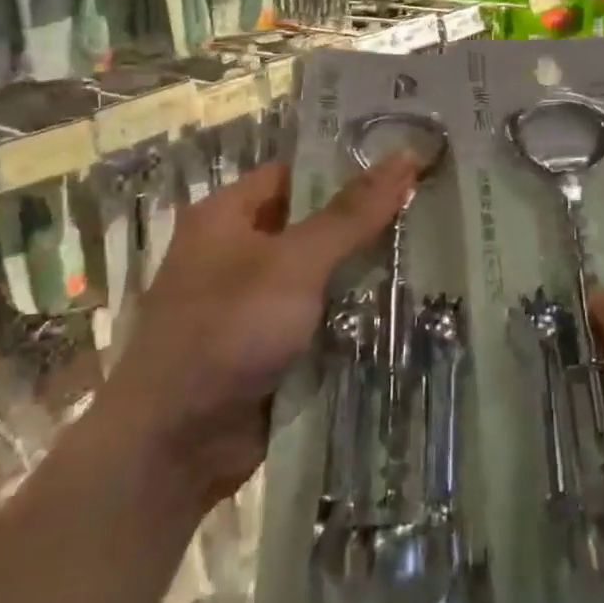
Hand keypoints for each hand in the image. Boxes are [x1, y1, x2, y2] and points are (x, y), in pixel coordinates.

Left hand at [102, 155, 417, 508]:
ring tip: (431, 254)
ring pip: (322, 275)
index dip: (349, 167)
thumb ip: (351, 213)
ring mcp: (253, 303)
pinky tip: (404, 307)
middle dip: (367, 223)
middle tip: (431, 211)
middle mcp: (237, 252)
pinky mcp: (269, 347)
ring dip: (365, 273)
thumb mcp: (294, 263)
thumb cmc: (227, 332)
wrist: (172, 446)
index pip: (298, 174)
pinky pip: (319, 318)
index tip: (407, 167)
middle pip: (313, 225)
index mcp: (228, 216)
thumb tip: (405, 156)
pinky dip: (352, 315)